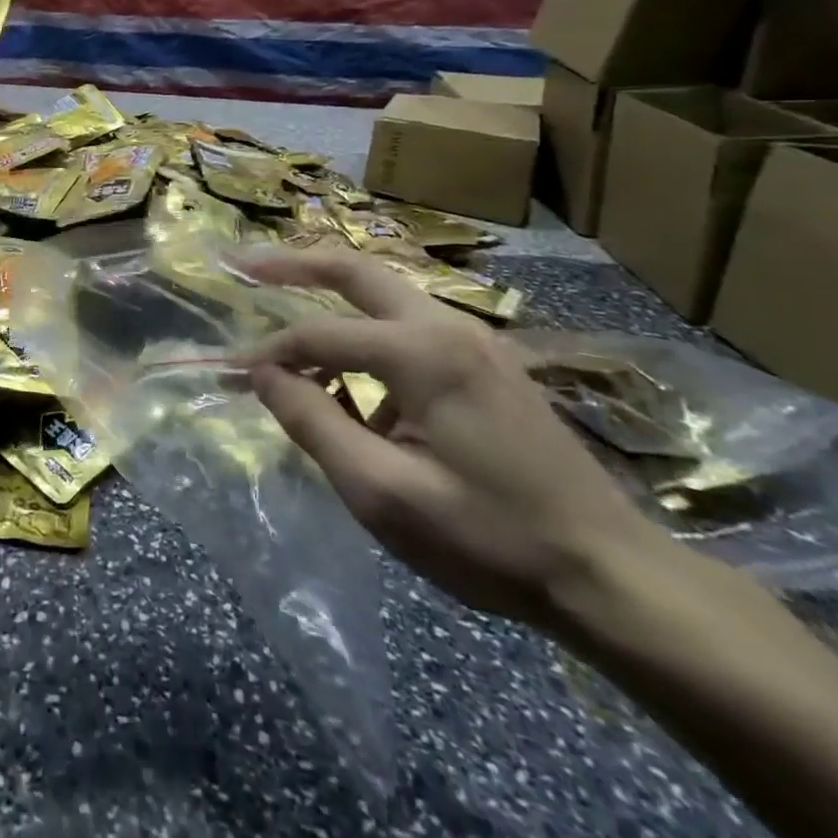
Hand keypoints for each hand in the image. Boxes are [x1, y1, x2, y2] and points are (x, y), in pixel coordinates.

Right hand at [239, 243, 670, 630]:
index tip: (228, 374)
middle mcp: (447, 326)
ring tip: (286, 318)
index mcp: (422, 352)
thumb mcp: (383, 492)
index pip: (317, 335)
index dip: (267, 354)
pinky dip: (366, 334)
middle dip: (294, 264)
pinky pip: (409, 326)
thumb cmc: (489, 537)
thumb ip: (313, 423)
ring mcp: (475, 339)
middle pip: (355, 270)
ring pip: (384, 292)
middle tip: (244, 263)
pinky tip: (353, 381)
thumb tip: (261, 374)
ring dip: (329, 297)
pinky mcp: (488, 362)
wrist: (609, 573)